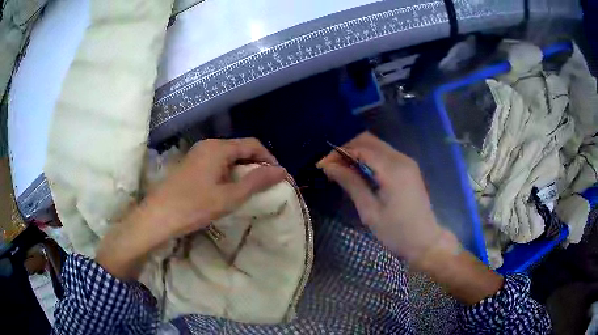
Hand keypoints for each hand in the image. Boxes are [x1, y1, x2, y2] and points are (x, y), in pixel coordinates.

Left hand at [96, 138, 285, 279]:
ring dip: (242, 169)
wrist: (157, 216)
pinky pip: (216, 163)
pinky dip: (229, 173)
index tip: (279, 176)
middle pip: (240, 148)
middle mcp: (208, 145)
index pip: (252, 144)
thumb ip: (256, 181)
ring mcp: (197, 154)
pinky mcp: (190, 165)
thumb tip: (281, 171)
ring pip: (228, 156)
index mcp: (219, 148)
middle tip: (267, 184)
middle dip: (256, 164)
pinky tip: (229, 188)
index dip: (269, 158)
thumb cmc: (194, 206)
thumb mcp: (229, 196)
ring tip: (250, 188)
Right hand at [318, 132, 444, 263]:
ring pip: (376, 145)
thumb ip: (350, 183)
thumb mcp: (370, 211)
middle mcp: (401, 159)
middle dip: (346, 147)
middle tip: (329, 164)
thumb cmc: (396, 232)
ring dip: (356, 151)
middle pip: (369, 140)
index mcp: (392, 169)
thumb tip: (328, 165)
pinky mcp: (408, 168)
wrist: (426, 242)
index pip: (360, 148)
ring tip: (339, 167)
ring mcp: (407, 162)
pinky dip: (367, 157)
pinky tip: (357, 169)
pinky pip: (384, 154)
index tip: (321, 163)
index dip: (339, 151)